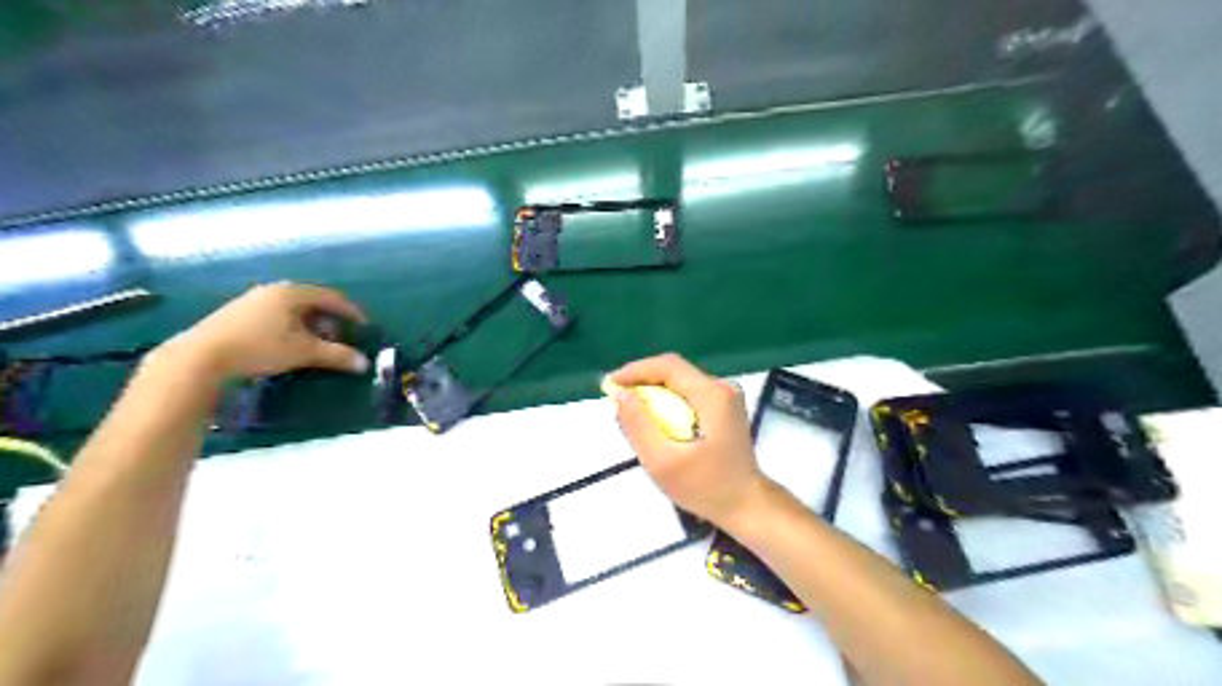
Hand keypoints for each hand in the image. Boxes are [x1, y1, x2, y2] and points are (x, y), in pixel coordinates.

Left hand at [150, 281, 362, 383]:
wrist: (199, 356)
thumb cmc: (259, 348)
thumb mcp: (304, 352)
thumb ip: (336, 355)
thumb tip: (364, 363)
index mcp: (292, 293)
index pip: (331, 297)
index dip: (351, 312)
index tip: (364, 327)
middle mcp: (273, 290)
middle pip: (312, 301)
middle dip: (330, 320)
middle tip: (340, 338)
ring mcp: (252, 300)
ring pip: (293, 309)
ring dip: (310, 325)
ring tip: (317, 344)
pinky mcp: (237, 314)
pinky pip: (276, 315)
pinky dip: (291, 327)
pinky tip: (289, 344)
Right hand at [612, 352, 760, 524]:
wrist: (746, 506)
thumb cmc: (706, 487)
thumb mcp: (663, 461)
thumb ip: (639, 425)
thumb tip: (620, 395)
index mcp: (712, 395)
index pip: (668, 366)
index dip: (635, 371)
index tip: (610, 386)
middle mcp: (722, 388)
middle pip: (674, 372)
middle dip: (642, 382)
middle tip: (617, 401)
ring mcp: (725, 397)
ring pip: (679, 383)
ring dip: (653, 394)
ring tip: (631, 413)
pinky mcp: (723, 408)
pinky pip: (687, 395)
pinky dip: (667, 403)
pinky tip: (655, 422)